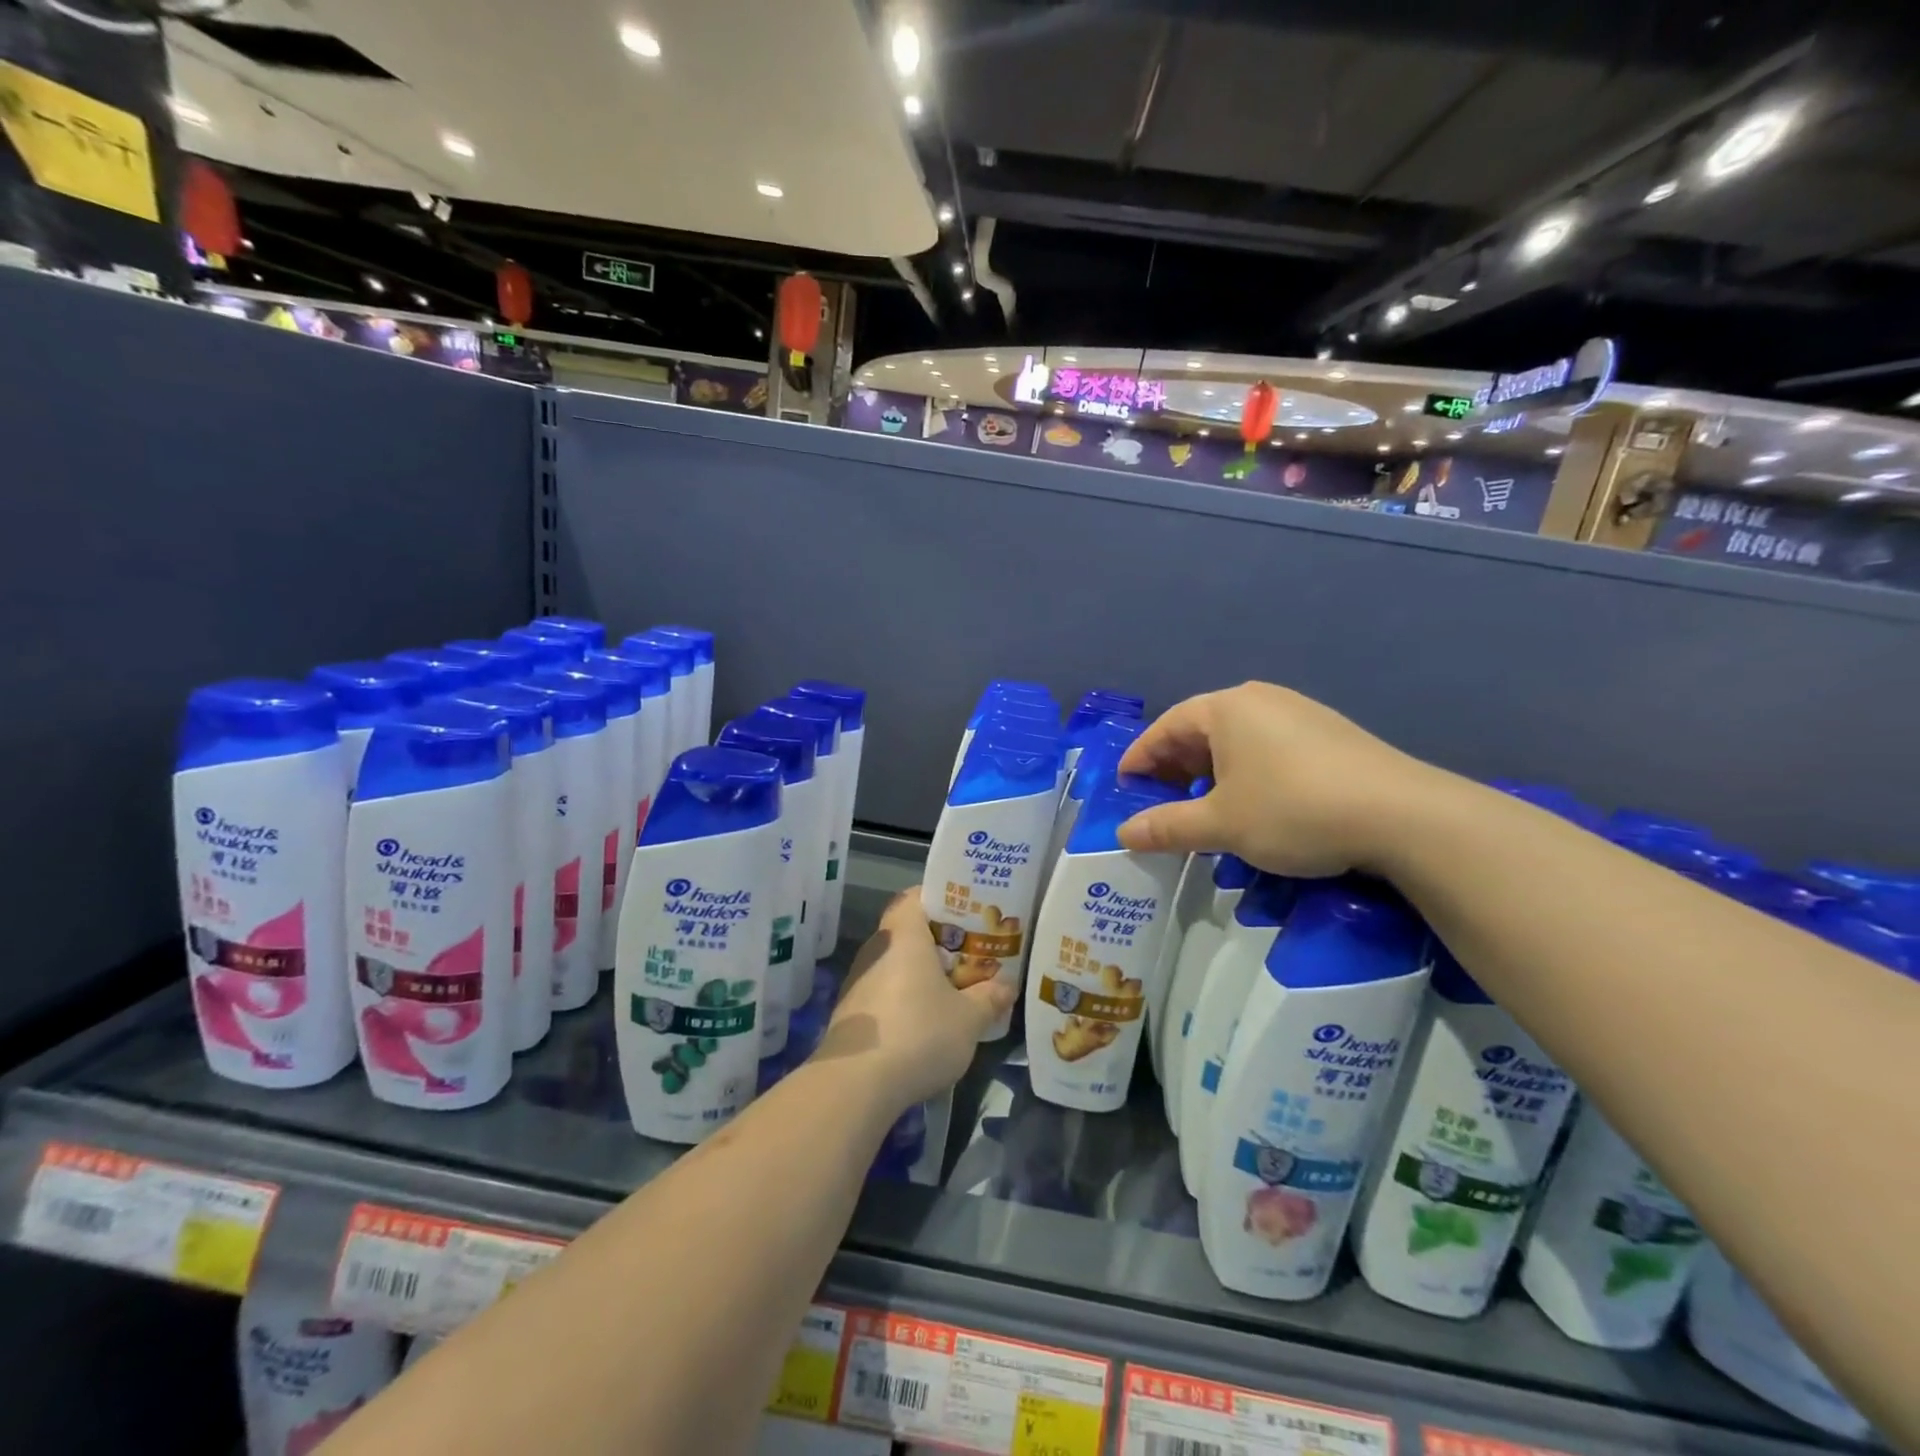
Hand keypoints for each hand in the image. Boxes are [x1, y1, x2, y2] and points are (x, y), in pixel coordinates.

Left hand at [816, 891, 1014, 1107]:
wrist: (855, 1083)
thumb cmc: (919, 1033)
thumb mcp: (969, 1019)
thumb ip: (990, 998)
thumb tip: (1007, 985)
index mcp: (904, 935)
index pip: (915, 897)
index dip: (940, 899)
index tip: (966, 913)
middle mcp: (877, 948)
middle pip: (907, 931)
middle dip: (938, 942)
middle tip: (970, 954)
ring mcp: (858, 980)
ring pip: (895, 963)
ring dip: (920, 973)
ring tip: (953, 989)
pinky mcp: (850, 1011)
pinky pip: (884, 990)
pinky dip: (904, 997)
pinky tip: (924, 1021)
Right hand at [1115, 681, 1430, 877]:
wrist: (1402, 815)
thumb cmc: (1293, 810)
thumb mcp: (1221, 824)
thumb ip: (1167, 827)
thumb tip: (1123, 833)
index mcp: (1226, 708)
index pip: (1165, 728)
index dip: (1139, 759)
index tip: (1124, 787)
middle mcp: (1260, 700)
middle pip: (1200, 731)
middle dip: (1175, 769)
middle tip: (1160, 802)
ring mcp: (1299, 713)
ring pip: (1237, 741)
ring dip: (1212, 774)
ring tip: (1204, 808)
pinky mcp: (1330, 734)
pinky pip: (1269, 749)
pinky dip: (1247, 774)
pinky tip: (1255, 805)